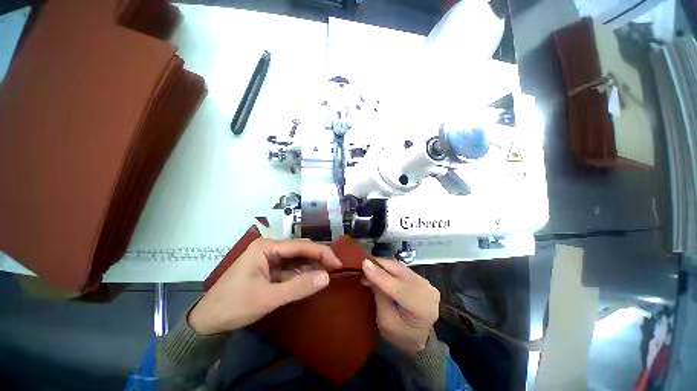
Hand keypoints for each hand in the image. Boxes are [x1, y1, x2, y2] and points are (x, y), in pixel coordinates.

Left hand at [189, 238, 341, 334]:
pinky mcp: (269, 269)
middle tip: (335, 268)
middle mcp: (269, 248)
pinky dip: (302, 273)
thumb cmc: (234, 306)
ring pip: (297, 258)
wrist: (207, 322)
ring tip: (327, 273)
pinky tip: (312, 278)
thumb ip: (299, 287)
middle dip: (318, 257)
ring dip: (311, 266)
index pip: (300, 246)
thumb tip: (327, 278)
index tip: (338, 263)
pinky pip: (291, 268)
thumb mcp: (268, 298)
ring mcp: (269, 258)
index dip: (321, 252)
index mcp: (266, 247)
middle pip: (300, 249)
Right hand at [362, 258, 439, 356]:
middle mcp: (428, 291)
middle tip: (363, 266)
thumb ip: (379, 295)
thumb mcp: (385, 321)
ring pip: (400, 267)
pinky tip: (379, 270)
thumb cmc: (400, 335)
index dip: (380, 275)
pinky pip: (402, 268)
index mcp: (422, 309)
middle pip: (400, 272)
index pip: (399, 288)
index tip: (364, 263)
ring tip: (369, 268)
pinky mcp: (422, 278)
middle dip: (379, 266)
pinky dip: (389, 267)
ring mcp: (426, 283)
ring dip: (383, 265)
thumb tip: (368, 270)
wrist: (419, 339)